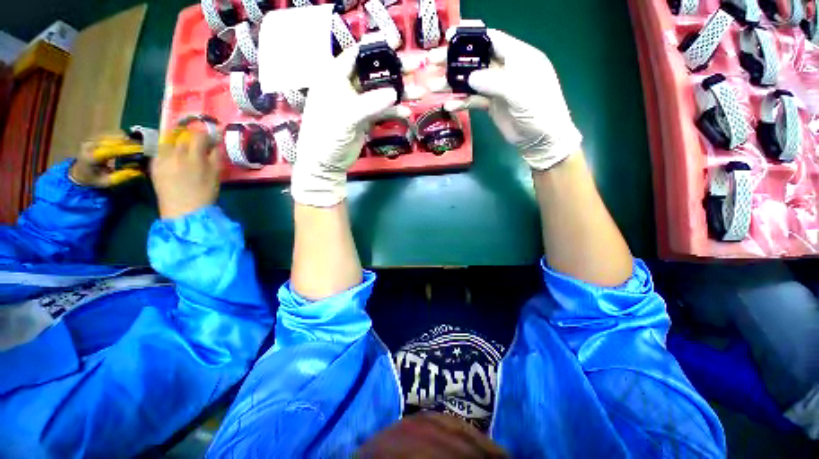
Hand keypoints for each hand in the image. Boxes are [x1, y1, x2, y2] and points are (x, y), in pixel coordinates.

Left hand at [69, 134, 144, 187]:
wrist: (79, 172)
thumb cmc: (94, 179)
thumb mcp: (106, 182)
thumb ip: (120, 177)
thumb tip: (138, 171)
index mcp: (91, 157)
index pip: (110, 150)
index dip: (127, 149)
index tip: (141, 150)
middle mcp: (90, 145)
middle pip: (112, 140)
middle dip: (129, 143)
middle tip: (143, 148)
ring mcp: (92, 139)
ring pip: (113, 135)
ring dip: (126, 140)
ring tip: (137, 146)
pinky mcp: (95, 137)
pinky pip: (111, 134)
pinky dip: (122, 138)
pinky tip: (129, 143)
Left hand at [150, 130, 220, 218]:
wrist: (183, 211)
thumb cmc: (204, 194)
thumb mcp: (216, 175)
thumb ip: (216, 157)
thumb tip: (215, 145)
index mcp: (194, 157)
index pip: (198, 136)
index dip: (205, 135)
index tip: (210, 140)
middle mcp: (176, 154)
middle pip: (183, 138)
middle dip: (191, 139)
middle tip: (198, 147)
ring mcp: (162, 159)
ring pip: (169, 143)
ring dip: (177, 144)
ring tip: (183, 152)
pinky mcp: (153, 166)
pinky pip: (160, 152)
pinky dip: (167, 152)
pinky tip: (172, 160)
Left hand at [291, 45, 412, 206]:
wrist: (326, 162)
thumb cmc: (327, 135)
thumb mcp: (347, 116)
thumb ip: (370, 104)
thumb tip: (394, 93)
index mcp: (334, 77)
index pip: (356, 55)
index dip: (376, 48)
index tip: (397, 45)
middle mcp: (347, 86)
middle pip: (373, 73)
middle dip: (394, 71)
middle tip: (415, 67)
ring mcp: (357, 104)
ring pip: (380, 93)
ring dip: (398, 93)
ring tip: (419, 92)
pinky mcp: (365, 119)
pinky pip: (382, 111)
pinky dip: (393, 112)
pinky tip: (406, 113)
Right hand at [430, 28, 581, 170]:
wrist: (540, 140)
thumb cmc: (539, 112)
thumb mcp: (521, 93)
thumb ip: (496, 82)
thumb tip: (471, 77)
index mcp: (519, 57)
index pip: (492, 39)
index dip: (471, 35)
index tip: (449, 36)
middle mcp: (506, 69)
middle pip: (477, 60)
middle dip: (455, 60)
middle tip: (433, 61)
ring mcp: (497, 88)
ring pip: (472, 81)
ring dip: (453, 83)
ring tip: (433, 86)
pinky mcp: (492, 105)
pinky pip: (473, 101)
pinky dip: (461, 102)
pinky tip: (449, 105)